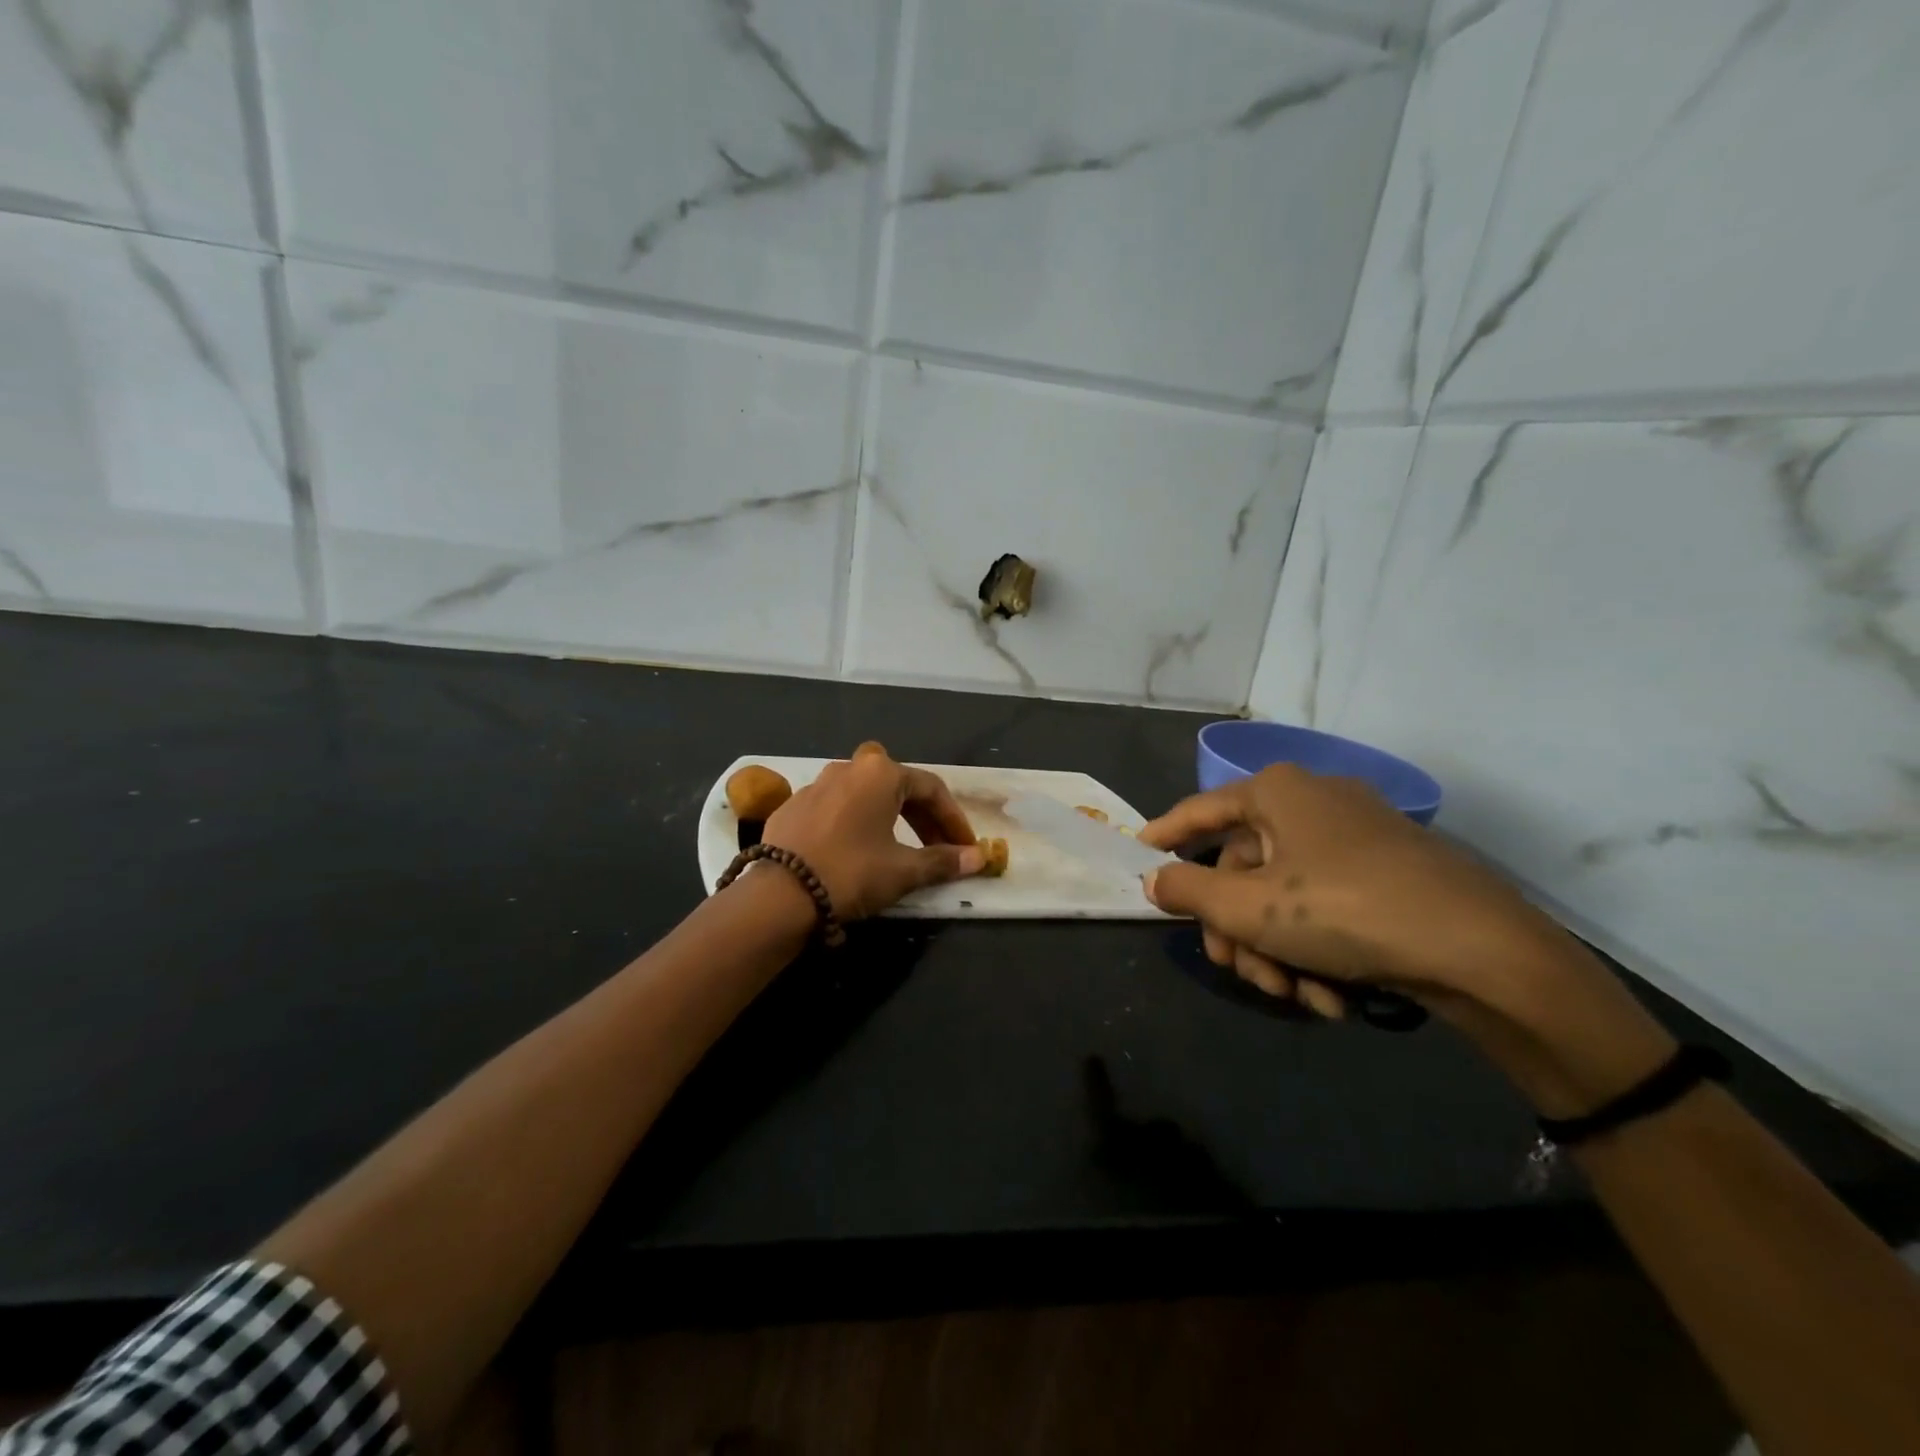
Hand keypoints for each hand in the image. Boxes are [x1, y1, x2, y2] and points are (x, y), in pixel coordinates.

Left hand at [761, 744, 985, 919]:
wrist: (779, 894)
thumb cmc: (852, 872)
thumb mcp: (903, 871)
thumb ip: (943, 861)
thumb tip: (979, 858)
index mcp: (881, 773)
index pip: (932, 789)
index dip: (954, 819)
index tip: (966, 847)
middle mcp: (849, 768)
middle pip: (899, 787)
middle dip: (924, 818)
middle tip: (940, 849)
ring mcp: (816, 784)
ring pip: (866, 794)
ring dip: (890, 816)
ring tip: (901, 847)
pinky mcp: (792, 805)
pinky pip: (836, 807)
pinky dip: (856, 823)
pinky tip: (857, 850)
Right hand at [1138, 764, 1564, 1025]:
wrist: (1484, 952)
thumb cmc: (1344, 911)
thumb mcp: (1248, 907)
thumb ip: (1187, 891)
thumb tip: (1151, 879)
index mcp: (1276, 793)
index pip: (1200, 810)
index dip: (1165, 835)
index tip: (1138, 856)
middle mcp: (1314, 803)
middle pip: (1244, 868)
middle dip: (1237, 930)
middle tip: (1237, 971)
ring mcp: (1356, 838)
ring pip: (1284, 896)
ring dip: (1276, 953)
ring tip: (1294, 997)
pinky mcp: (1390, 874)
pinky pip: (1326, 907)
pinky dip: (1316, 951)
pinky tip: (1330, 998)